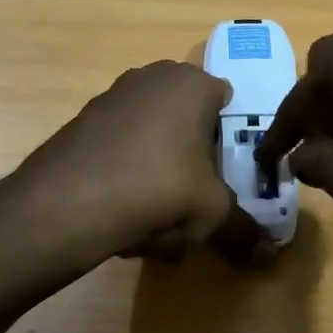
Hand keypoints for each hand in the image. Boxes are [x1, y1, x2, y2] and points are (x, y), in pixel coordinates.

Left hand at [13, 60, 271, 266]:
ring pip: (154, 136)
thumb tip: (268, 256)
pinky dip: (127, 173)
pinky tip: (122, 213)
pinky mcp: (82, 120)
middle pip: (188, 120)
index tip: (227, 175)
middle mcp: (153, 77)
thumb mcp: (212, 213)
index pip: (227, 103)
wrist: (64, 204)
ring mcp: (113, 95)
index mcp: (192, 83)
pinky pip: (121, 146)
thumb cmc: (157, 190)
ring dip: (161, 170)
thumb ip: (244, 228)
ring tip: (157, 218)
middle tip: (195, 198)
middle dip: (194, 157)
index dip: (231, 140)